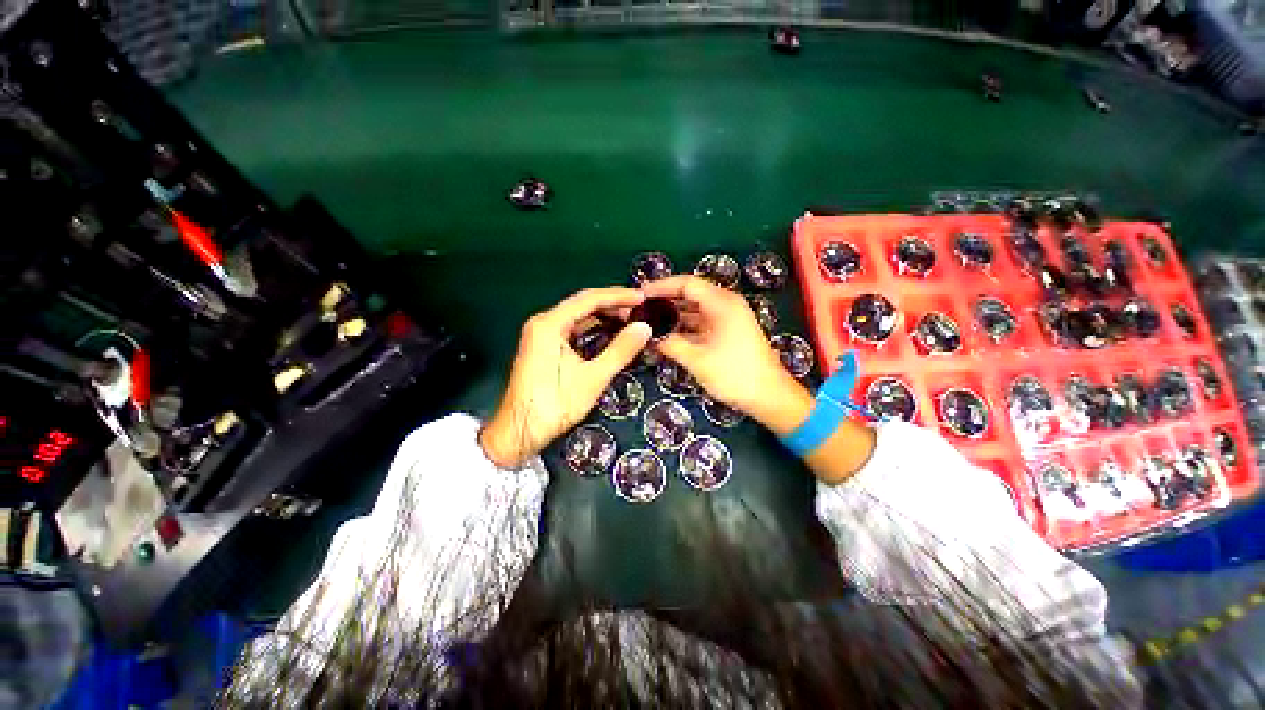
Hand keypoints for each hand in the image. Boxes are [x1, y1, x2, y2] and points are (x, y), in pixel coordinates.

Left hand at [480, 288, 652, 467]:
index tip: (642, 298)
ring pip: (578, 317)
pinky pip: (572, 330)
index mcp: (549, 324)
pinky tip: (610, 334)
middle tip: (640, 312)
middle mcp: (543, 323)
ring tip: (630, 322)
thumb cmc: (553, 406)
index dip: (618, 297)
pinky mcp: (543, 347)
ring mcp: (541, 335)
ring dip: (603, 317)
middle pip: (582, 305)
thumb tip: (644, 328)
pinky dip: (593, 329)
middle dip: (612, 306)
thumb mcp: (592, 378)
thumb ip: (620, 351)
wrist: (518, 433)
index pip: (588, 299)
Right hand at [641, 276, 811, 432]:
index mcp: (722, 303)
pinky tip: (667, 336)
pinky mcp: (727, 332)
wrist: (769, 396)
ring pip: (695, 310)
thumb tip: (649, 337)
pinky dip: (684, 327)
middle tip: (640, 310)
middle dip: (665, 301)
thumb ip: (671, 343)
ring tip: (649, 323)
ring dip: (674, 316)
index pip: (687, 283)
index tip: (640, 294)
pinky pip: (701, 323)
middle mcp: (726, 305)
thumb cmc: (734, 374)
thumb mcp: (697, 359)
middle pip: (690, 294)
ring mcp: (727, 319)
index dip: (662, 286)